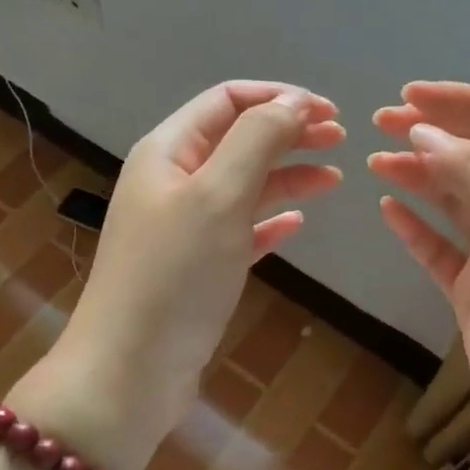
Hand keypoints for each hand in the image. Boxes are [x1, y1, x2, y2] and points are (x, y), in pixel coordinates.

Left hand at [12, 82, 342, 469]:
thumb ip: (258, 140)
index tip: (329, 112)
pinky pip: (240, 230)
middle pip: (238, 139)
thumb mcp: (219, 196)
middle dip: (288, 133)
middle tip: (340, 139)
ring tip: (334, 178)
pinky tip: (298, 225)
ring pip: (243, 185)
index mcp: (167, 152)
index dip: (278, 98)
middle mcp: (172, 182)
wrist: (129, 372)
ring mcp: (183, 227)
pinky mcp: (196, 267)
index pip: (227, 101)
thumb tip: (293, 102)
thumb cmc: (175, 275)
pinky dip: (270, 221)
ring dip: (287, 176)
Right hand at [370, 82, 469, 469]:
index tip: (408, 95)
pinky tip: (388, 208)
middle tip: (379, 122)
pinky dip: (415, 226)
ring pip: (455, 200)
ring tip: (374, 160)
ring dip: (418, 175)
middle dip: (432, 134)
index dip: (461, 103)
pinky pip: (440, 247)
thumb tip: (421, 131)